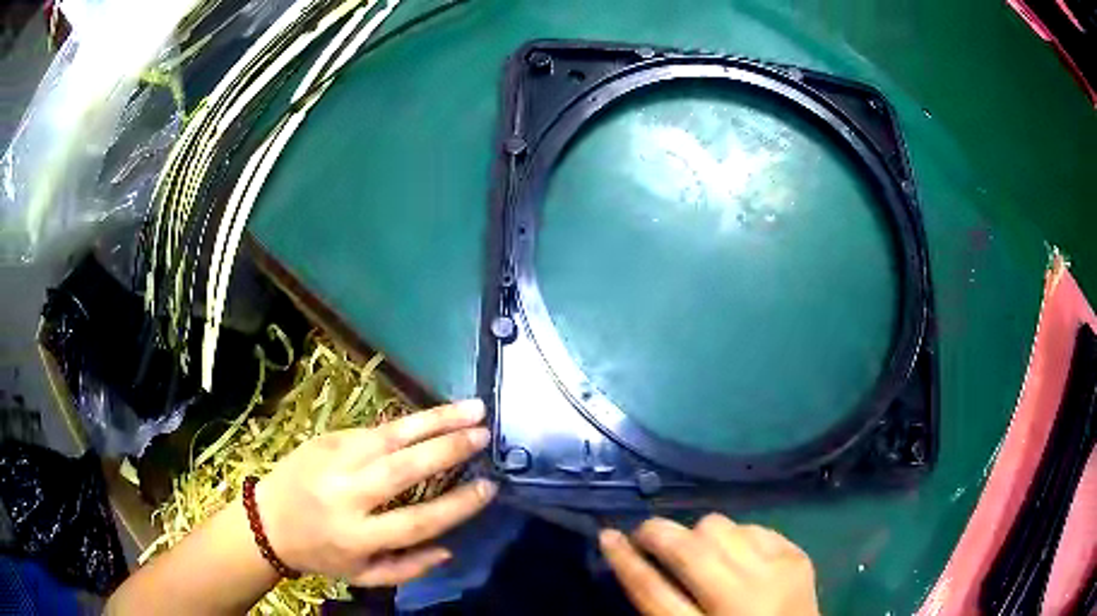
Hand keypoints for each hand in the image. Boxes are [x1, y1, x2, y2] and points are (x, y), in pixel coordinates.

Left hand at [254, 399, 495, 585]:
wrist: (266, 521)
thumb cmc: (320, 553)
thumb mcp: (363, 576)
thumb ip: (407, 567)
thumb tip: (448, 547)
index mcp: (356, 536)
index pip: (416, 520)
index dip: (457, 505)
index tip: (488, 488)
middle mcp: (345, 495)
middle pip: (404, 469)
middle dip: (448, 449)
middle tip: (484, 434)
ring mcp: (333, 460)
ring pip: (391, 436)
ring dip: (435, 420)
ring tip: (472, 408)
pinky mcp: (327, 438)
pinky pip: (376, 429)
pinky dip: (410, 422)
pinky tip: (436, 415)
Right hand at [600, 514, 818, 615]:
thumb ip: (664, 608)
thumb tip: (637, 563)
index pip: (652, 591)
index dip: (625, 561)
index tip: (607, 536)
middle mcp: (742, 598)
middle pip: (687, 550)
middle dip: (657, 533)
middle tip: (645, 534)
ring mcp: (775, 572)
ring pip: (719, 526)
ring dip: (697, 534)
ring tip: (696, 550)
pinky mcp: (797, 556)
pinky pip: (752, 527)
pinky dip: (735, 536)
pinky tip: (735, 554)